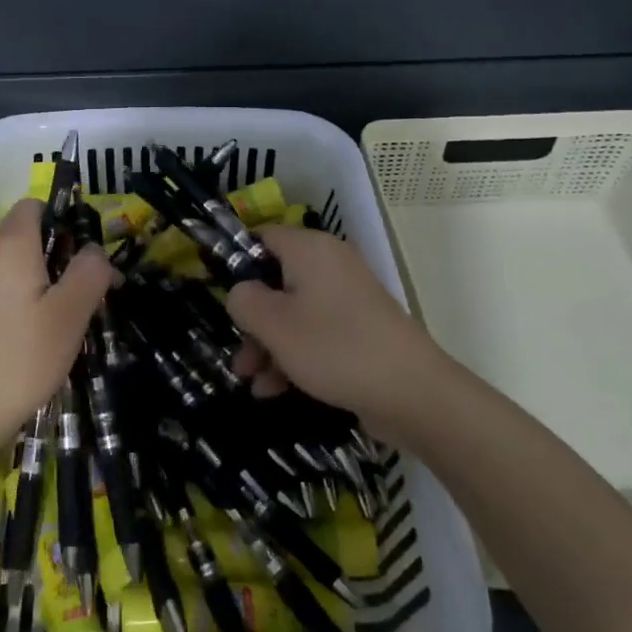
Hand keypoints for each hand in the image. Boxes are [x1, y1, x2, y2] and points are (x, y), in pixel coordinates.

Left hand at [0, 198, 116, 466]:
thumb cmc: (22, 359)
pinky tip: (31, 339)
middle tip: (84, 292)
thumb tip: (94, 249)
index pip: (32, 205)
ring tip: (63, 319)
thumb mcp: (70, 315)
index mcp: (10, 248)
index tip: (86, 251)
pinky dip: (17, 302)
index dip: (62, 218)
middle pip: (22, 237)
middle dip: (56, 255)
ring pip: (9, 268)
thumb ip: (89, 272)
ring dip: (38, 282)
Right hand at [226, 225, 454, 440]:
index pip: (262, 237)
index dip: (236, 262)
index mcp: (310, 249)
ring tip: (253, 382)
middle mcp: (330, 265)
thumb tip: (241, 292)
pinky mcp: (360, 329)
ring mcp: (348, 298)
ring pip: (293, 312)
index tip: (218, 294)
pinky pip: (316, 333)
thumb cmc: (334, 348)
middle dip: (252, 320)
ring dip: (268, 345)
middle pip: (275, 281)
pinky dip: (294, 356)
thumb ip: (244, 301)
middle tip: (239, 356)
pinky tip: (276, 390)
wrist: (413, 393)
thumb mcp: (274, 324)